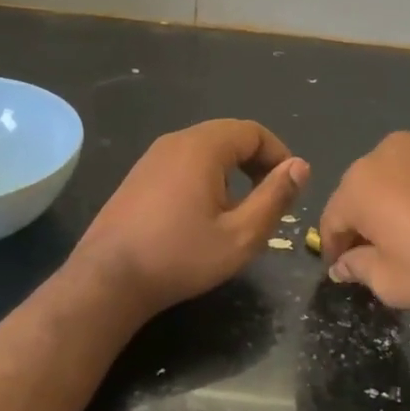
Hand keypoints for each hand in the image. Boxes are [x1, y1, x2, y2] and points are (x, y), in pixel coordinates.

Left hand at [70, 120, 309, 317]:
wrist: (109, 278)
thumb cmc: (180, 256)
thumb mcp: (240, 235)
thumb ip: (275, 197)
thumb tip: (300, 166)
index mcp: (202, 147)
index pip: (253, 131)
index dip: (278, 154)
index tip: (290, 187)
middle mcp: (176, 141)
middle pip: (228, 136)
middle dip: (256, 162)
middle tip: (270, 198)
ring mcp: (152, 157)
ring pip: (204, 150)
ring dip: (231, 171)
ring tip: (239, 210)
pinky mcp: (138, 176)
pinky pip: (182, 163)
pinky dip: (205, 177)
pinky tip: (203, 214)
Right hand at [319, 133, 409, 315]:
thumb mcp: (390, 281)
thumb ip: (358, 267)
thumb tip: (344, 264)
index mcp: (358, 184)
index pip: (333, 218)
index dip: (335, 247)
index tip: (342, 269)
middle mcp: (382, 154)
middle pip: (359, 192)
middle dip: (362, 221)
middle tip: (374, 253)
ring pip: (390, 178)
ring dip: (389, 203)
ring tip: (406, 234)